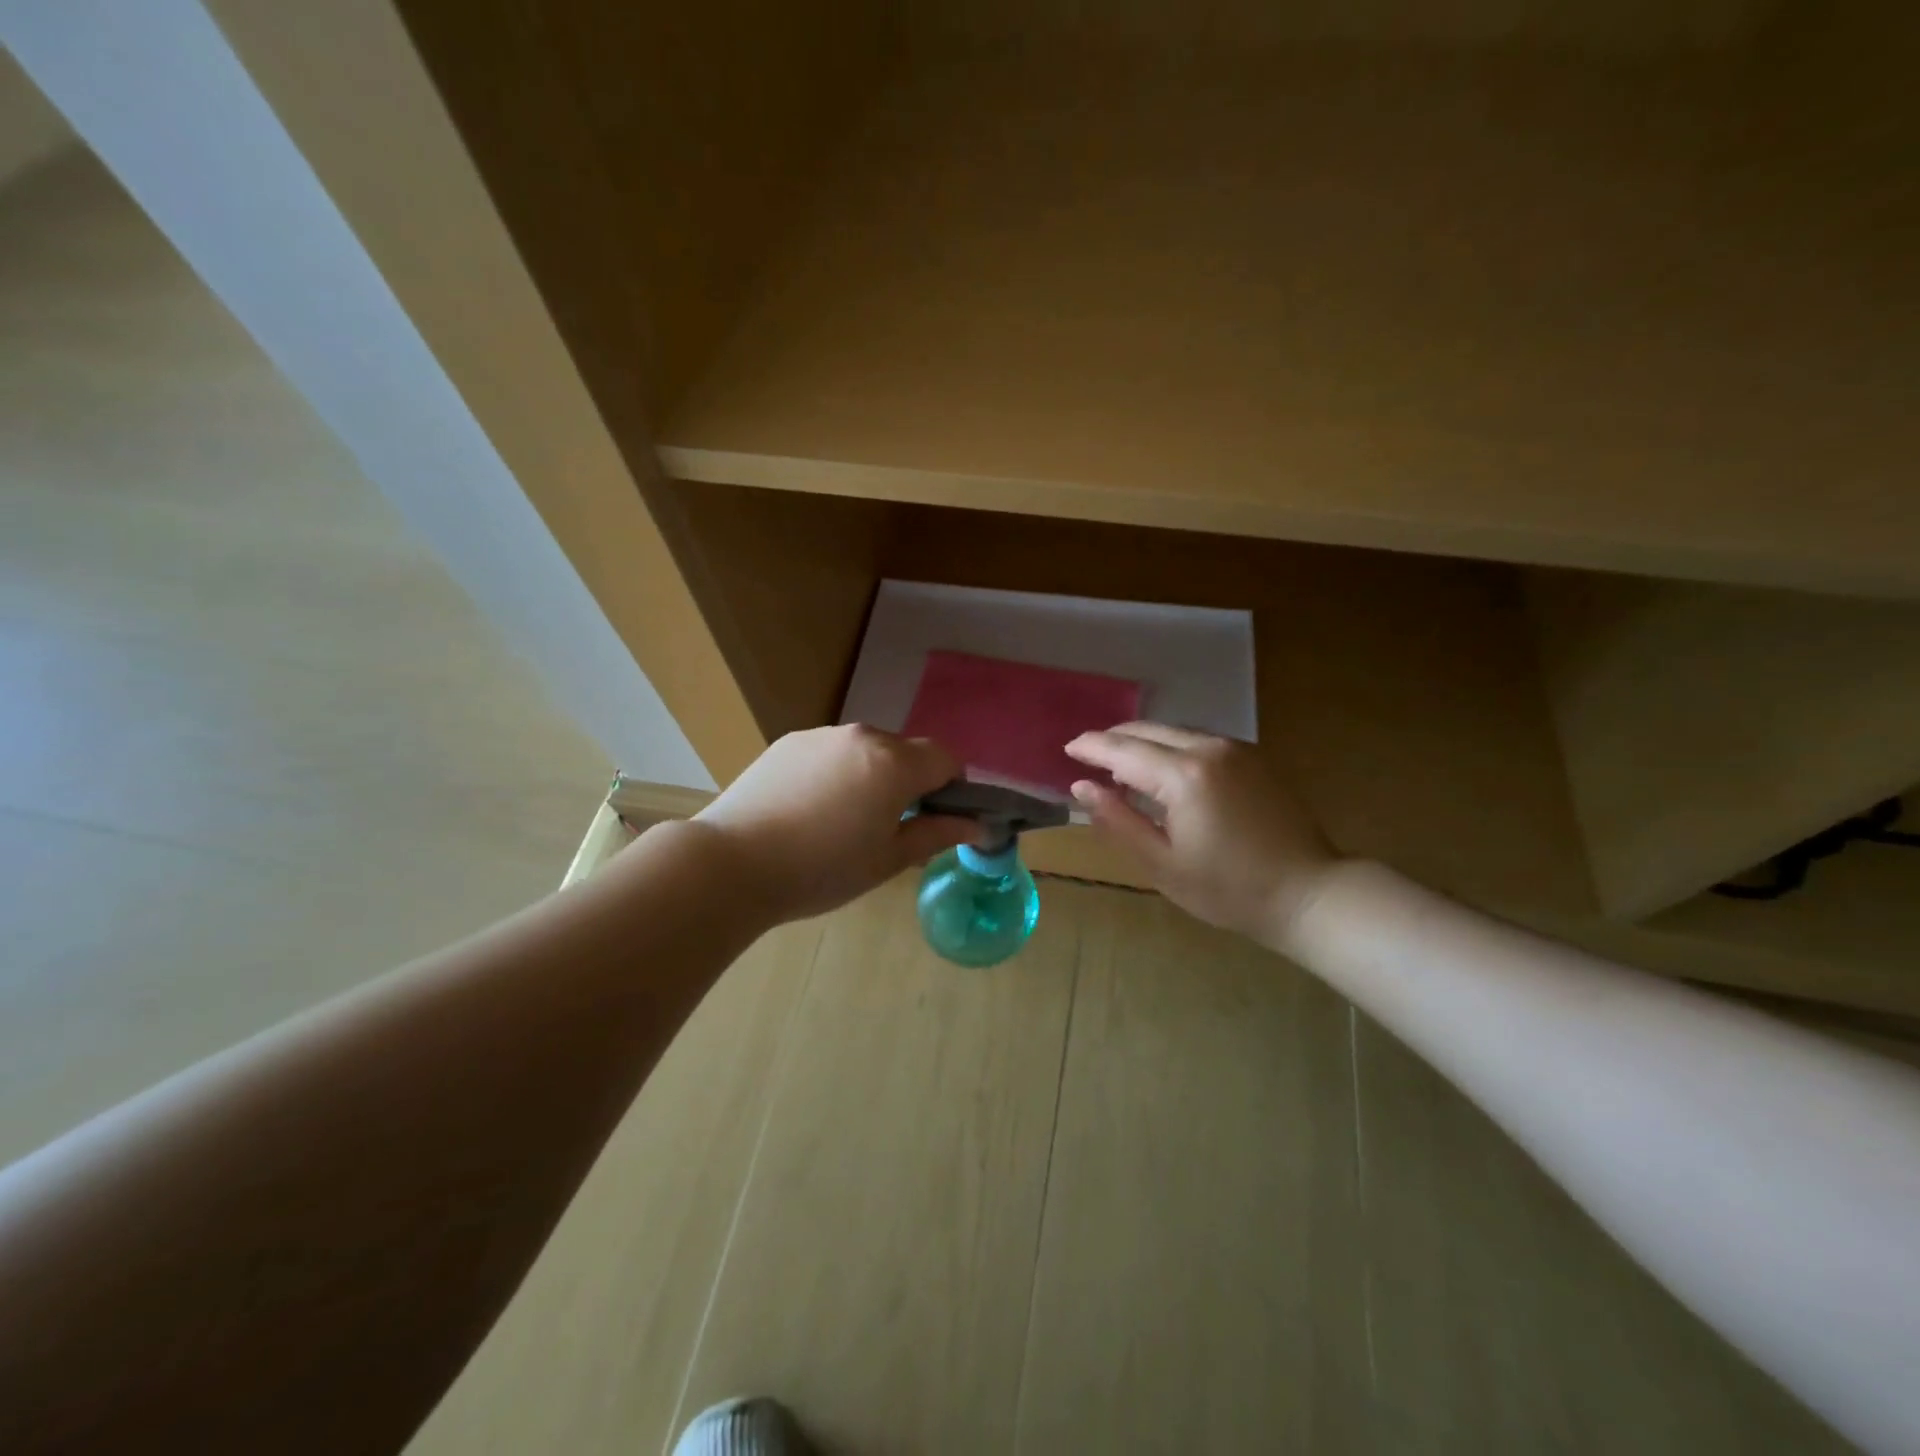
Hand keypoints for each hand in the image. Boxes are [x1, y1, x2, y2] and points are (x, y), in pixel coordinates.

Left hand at [691, 725, 980, 923]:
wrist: (733, 863)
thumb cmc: (821, 870)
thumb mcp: (888, 860)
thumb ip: (937, 834)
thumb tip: (978, 826)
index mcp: (893, 763)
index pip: (946, 759)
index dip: (952, 788)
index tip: (936, 819)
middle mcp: (862, 736)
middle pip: (905, 752)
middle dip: (910, 782)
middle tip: (888, 827)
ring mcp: (821, 735)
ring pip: (866, 751)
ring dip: (871, 775)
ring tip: (841, 821)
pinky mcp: (788, 742)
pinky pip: (831, 752)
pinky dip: (836, 773)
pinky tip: (809, 810)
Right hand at [1065, 723, 1341, 949]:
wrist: (1309, 893)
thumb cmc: (1228, 889)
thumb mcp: (1162, 864)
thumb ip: (1117, 820)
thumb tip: (1081, 787)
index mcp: (1184, 776)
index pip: (1122, 750)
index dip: (1091, 747)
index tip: (1067, 749)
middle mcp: (1209, 748)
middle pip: (1148, 730)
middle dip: (1113, 739)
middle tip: (1087, 756)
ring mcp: (1236, 748)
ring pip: (1174, 732)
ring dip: (1142, 742)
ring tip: (1121, 767)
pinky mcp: (1253, 757)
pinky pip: (1198, 740)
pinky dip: (1170, 748)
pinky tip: (1164, 772)